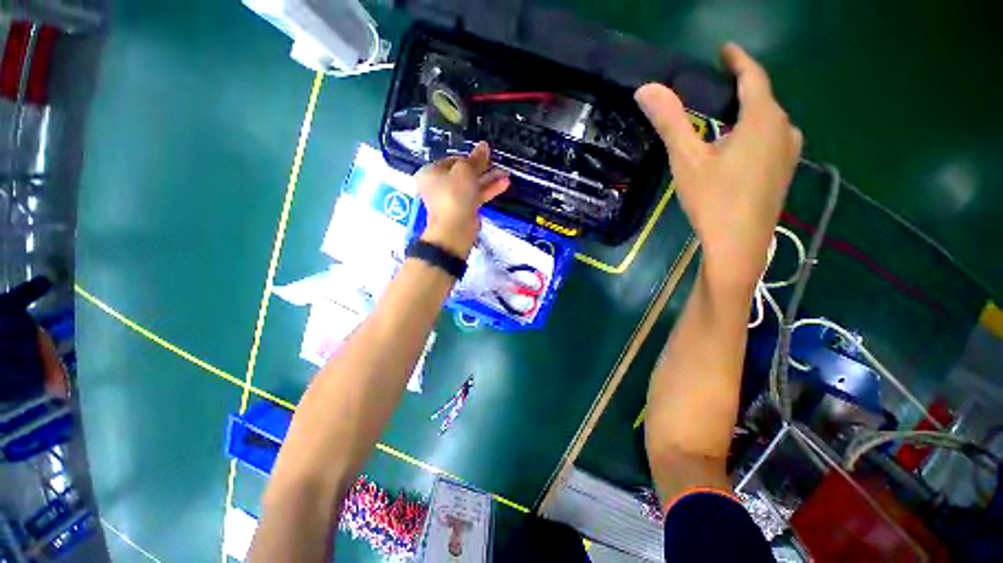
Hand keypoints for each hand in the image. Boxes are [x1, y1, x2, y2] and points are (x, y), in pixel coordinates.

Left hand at [414, 142, 509, 257]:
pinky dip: (489, 190)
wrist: (455, 229)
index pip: (452, 159)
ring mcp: (453, 199)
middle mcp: (440, 185)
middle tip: (497, 162)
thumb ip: (476, 159)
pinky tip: (504, 183)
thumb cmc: (454, 195)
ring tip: (505, 173)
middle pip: (464, 172)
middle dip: (482, 168)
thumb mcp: (465, 172)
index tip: (485, 155)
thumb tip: (484, 145)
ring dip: (489, 178)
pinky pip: (477, 196)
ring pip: (472, 185)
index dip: (469, 156)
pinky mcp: (464, 209)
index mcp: (432, 173)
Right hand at [635, 43, 801, 291]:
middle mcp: (785, 129)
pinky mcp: (784, 173)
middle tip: (714, 89)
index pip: (753, 75)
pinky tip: (735, 150)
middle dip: (740, 89)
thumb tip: (646, 88)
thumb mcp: (687, 160)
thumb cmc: (714, 200)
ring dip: (746, 114)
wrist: (739, 246)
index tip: (725, 49)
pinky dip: (752, 134)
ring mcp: (789, 153)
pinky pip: (771, 140)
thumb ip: (670, 121)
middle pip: (762, 98)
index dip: (738, 59)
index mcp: (763, 119)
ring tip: (722, 119)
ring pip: (768, 121)